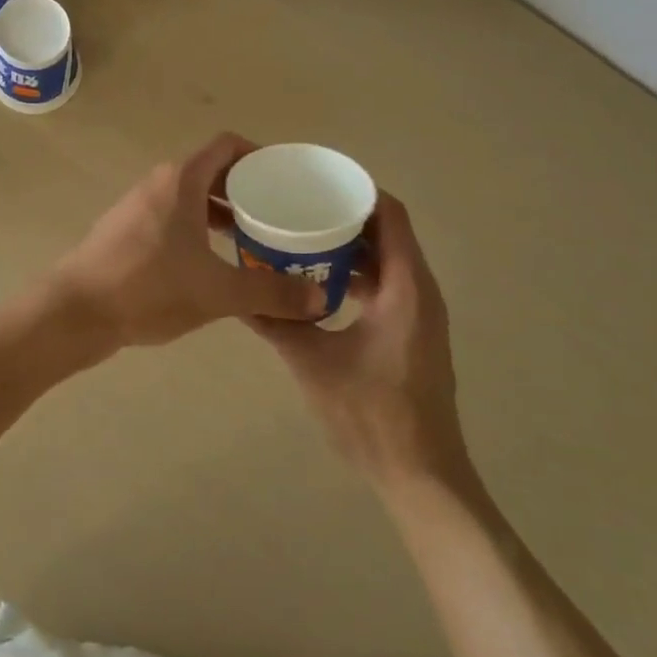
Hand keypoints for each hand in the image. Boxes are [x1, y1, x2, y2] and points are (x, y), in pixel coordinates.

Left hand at [54, 133, 325, 348]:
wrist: (75, 312)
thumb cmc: (148, 288)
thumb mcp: (218, 292)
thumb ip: (271, 293)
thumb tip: (320, 299)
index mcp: (181, 180)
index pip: (228, 146)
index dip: (260, 156)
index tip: (286, 179)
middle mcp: (158, 184)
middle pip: (211, 171)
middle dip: (246, 190)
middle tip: (278, 215)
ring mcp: (137, 207)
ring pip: (190, 197)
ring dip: (221, 212)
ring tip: (253, 240)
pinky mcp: (125, 232)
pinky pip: (172, 218)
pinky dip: (197, 229)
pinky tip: (212, 263)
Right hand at [245, 194, 468, 492]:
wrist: (419, 474)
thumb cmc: (371, 414)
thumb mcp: (313, 363)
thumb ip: (276, 323)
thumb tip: (235, 294)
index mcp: (406, 288)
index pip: (390, 216)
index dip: (357, 192)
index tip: (316, 182)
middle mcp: (420, 292)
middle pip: (388, 234)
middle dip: (346, 216)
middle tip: (299, 207)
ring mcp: (419, 315)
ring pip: (387, 262)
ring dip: (350, 247)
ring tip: (302, 238)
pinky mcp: (412, 334)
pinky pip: (386, 287)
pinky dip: (356, 276)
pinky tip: (317, 285)